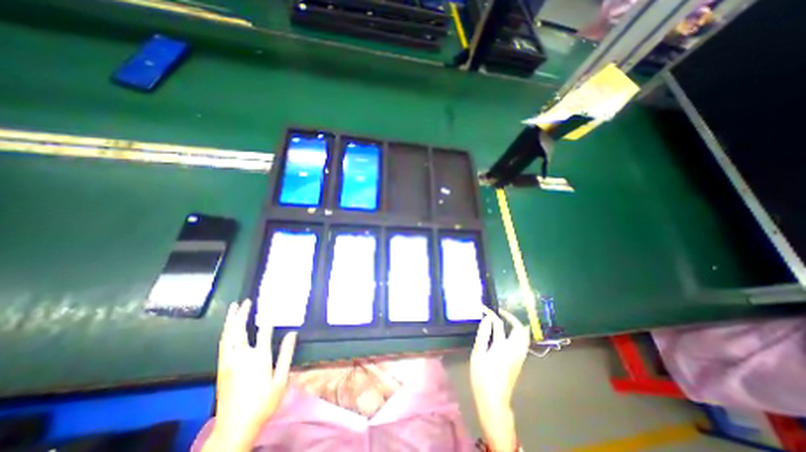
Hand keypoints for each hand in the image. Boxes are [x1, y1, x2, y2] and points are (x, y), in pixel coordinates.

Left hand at [205, 299, 295, 449]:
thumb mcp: (281, 379)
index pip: (263, 331)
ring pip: (227, 336)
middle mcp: (241, 357)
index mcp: (258, 358)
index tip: (272, 306)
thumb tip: (292, 333)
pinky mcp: (221, 368)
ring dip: (231, 320)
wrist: (234, 428)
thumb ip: (286, 354)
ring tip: (234, 308)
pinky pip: (222, 344)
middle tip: (247, 301)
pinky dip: (225, 332)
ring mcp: (228, 362)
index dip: (268, 318)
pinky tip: (228, 328)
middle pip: (240, 330)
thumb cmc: (263, 403)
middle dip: (243, 313)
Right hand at [471, 308, 533, 451]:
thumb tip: (487, 319)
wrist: (493, 401)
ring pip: (523, 336)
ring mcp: (519, 357)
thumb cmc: (483, 376)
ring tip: (503, 321)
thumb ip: (483, 334)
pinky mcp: (518, 362)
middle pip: (520, 329)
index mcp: (504, 346)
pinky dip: (516, 334)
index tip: (485, 308)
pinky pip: (521, 343)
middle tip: (500, 313)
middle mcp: (516, 349)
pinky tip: (505, 335)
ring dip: (515, 326)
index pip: (499, 323)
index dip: (492, 313)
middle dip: (511, 318)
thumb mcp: (478, 353)